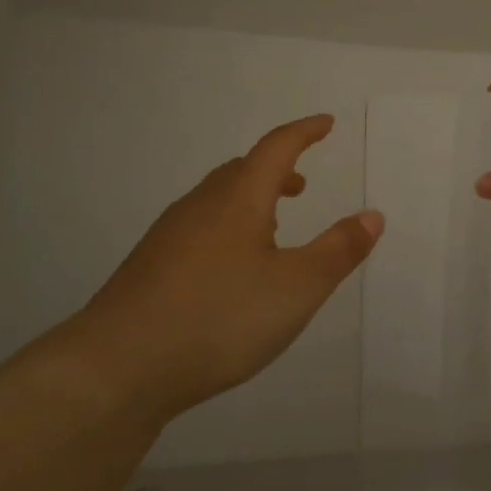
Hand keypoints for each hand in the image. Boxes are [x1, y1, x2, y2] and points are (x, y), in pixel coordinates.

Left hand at [60, 114, 383, 424]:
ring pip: (218, 199)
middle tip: (301, 185)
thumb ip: (338, 251)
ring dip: (250, 200)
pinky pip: (198, 226)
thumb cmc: (218, 318)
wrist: (117, 367)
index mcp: (239, 198)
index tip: (326, 124)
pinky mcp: (150, 265)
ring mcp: (170, 234)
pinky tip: (228, 269)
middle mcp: (202, 204)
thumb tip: (373, 215)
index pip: (277, 147)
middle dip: (276, 170)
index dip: (304, 132)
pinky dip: (226, 227)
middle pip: (243, 171)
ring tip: (271, 228)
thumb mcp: (296, 289)